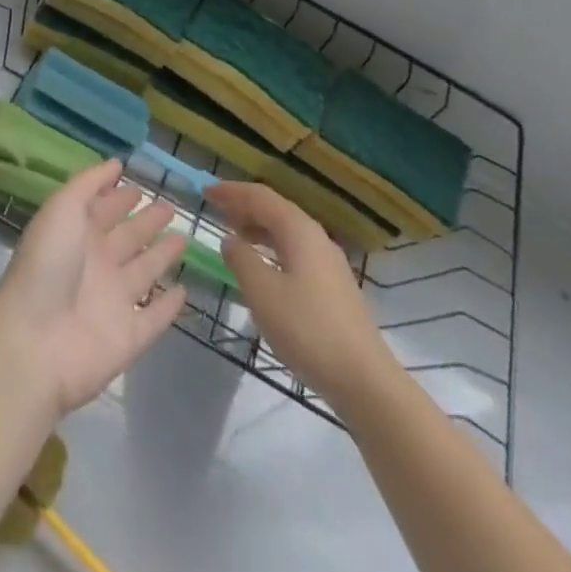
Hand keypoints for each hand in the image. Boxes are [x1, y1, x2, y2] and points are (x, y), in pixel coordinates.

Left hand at [0, 159, 188, 417]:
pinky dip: (168, 307)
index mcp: (77, 234)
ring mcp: (113, 302)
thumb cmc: (47, 264)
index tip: (140, 185)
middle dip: (146, 221)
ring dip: (162, 256)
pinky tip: (183, 292)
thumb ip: (89, 183)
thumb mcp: (63, 207)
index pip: (103, 210)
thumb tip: (116, 162)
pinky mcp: (128, 338)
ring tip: (183, 239)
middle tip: (170, 206)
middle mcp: (96, 265)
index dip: (119, 197)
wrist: (34, 342)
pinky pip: (154, 318)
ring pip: (144, 272)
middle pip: (127, 238)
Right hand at [207, 182, 390, 404]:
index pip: (260, 197)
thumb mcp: (262, 292)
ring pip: (286, 232)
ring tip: (233, 235)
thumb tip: (230, 240)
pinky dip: (272, 248)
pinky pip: (295, 251)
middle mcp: (316, 237)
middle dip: (244, 207)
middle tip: (215, 210)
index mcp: (299, 230)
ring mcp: (328, 262)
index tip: (206, 192)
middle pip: (275, 210)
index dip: (231, 192)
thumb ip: (241, 259)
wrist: (364, 379)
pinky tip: (262, 267)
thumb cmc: (307, 329)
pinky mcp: (333, 286)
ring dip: (257, 228)